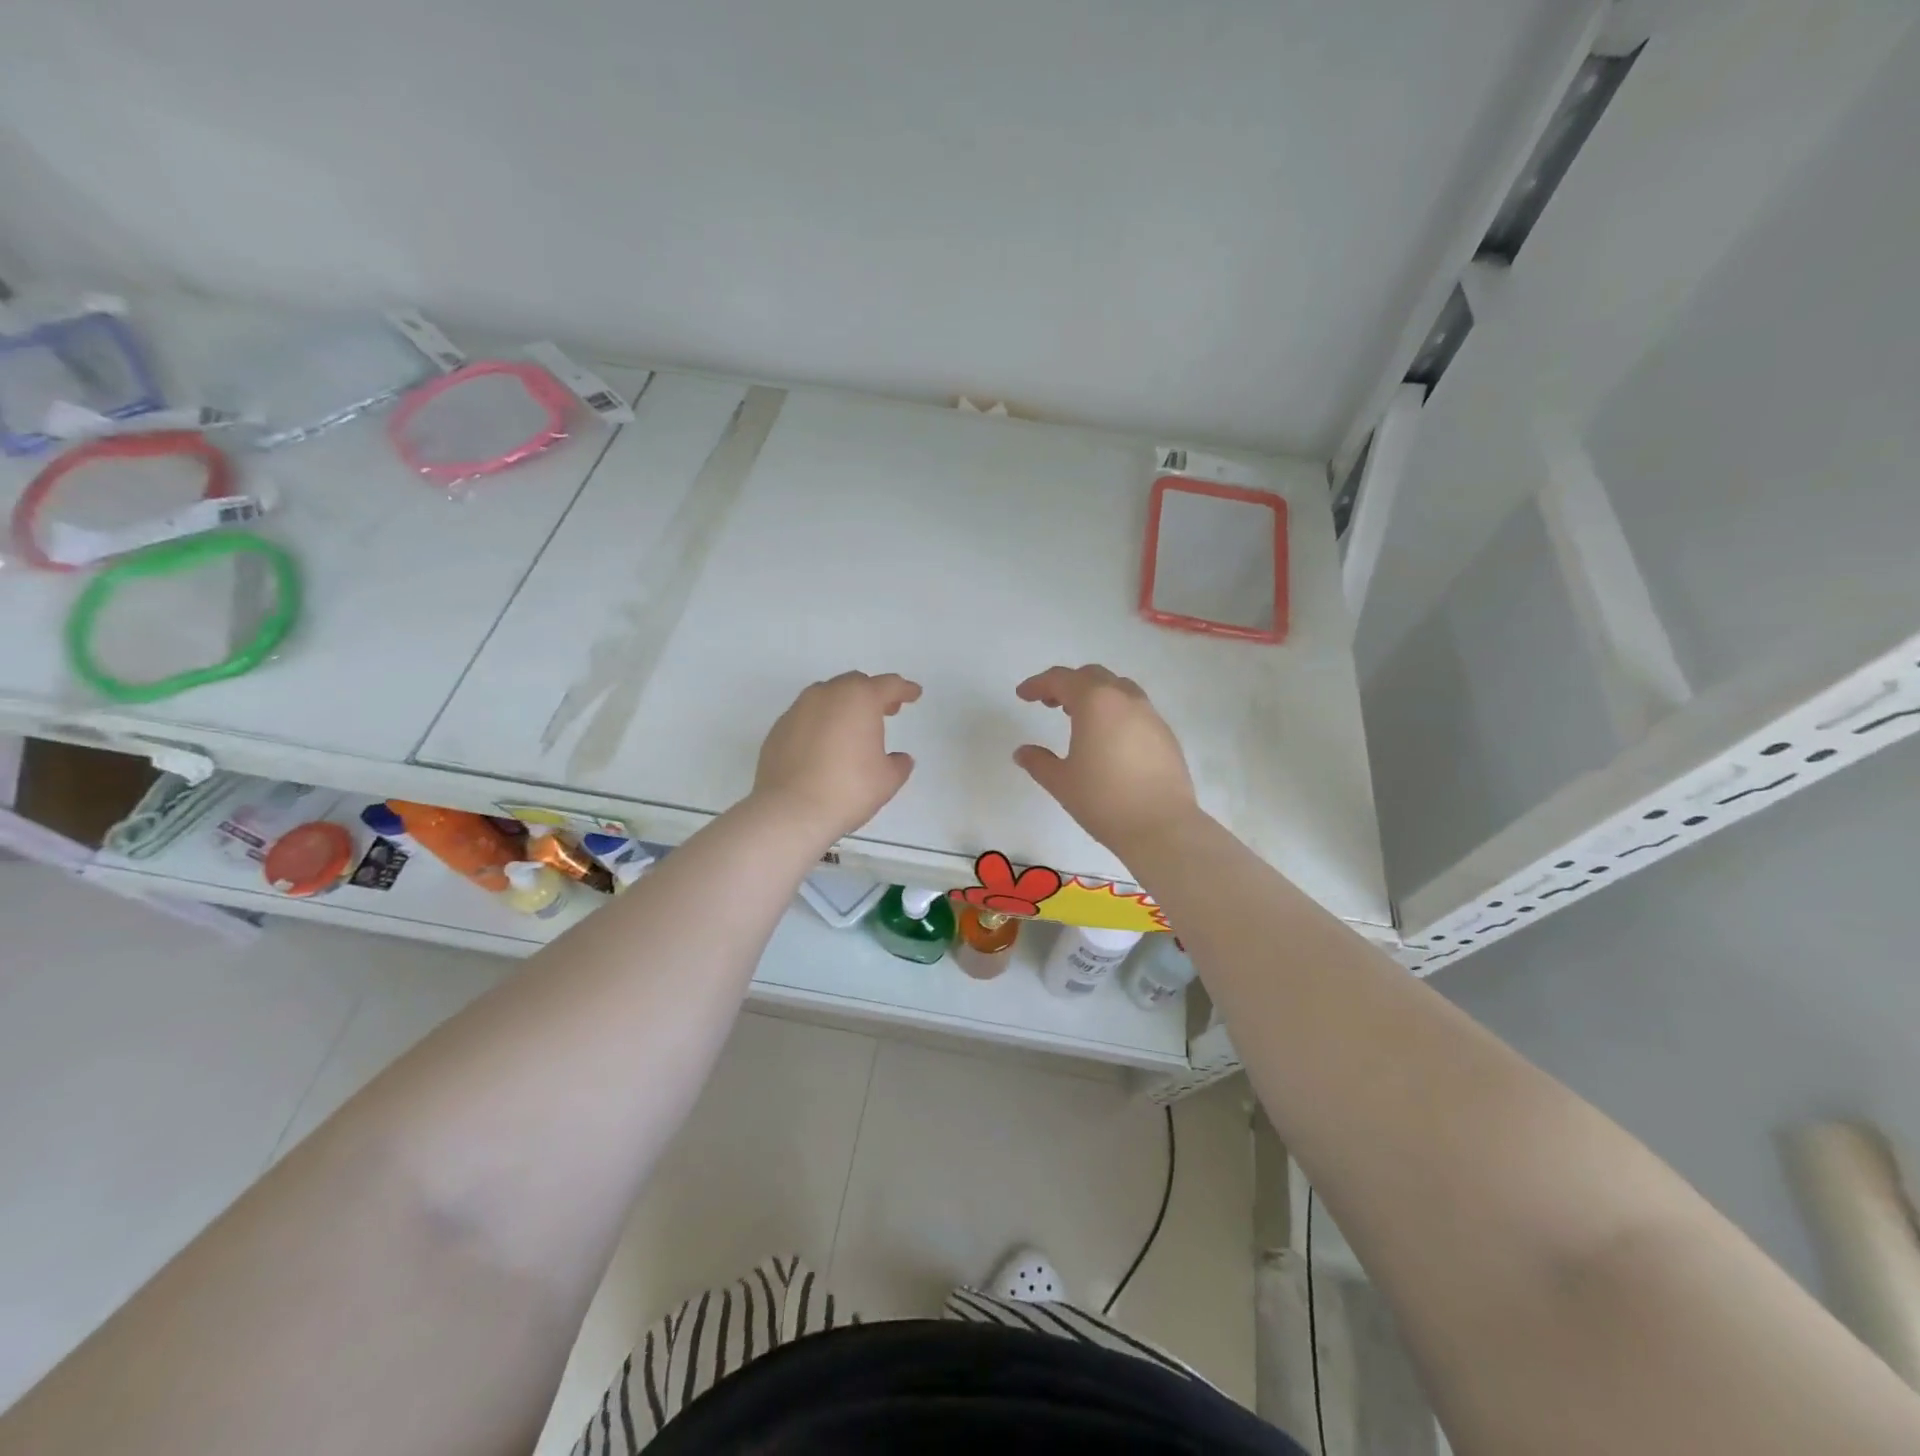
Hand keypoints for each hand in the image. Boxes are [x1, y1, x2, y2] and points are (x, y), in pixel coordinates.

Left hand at [752, 671, 921, 841]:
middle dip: (872, 694)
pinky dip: (820, 723)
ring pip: (827, 696)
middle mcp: (827, 694)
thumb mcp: (887, 780)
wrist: (790, 811)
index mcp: (859, 699)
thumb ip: (898, 764)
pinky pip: (806, 716)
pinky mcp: (778, 728)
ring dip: (844, 706)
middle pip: (855, 684)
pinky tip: (825, 746)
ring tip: (852, 728)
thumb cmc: (848, 790)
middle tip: (885, 711)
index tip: (914, 694)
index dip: (905, 689)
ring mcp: (798, 709)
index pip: (888, 685)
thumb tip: (900, 759)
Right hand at [1014, 664, 1198, 854]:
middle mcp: (1125, 699)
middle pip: (1092, 676)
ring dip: (1094, 695)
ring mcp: (1150, 715)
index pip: (1061, 679)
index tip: (1023, 695)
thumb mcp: (1061, 782)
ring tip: (1079, 718)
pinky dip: (1115, 712)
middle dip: (1067, 684)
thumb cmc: (1103, 800)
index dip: (1038, 684)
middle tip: (1049, 704)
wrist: (1161, 826)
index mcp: (1095, 702)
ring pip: (1118, 689)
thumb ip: (1038, 762)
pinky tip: (1108, 739)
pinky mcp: (1166, 734)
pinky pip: (1135, 710)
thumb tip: (1022, 752)